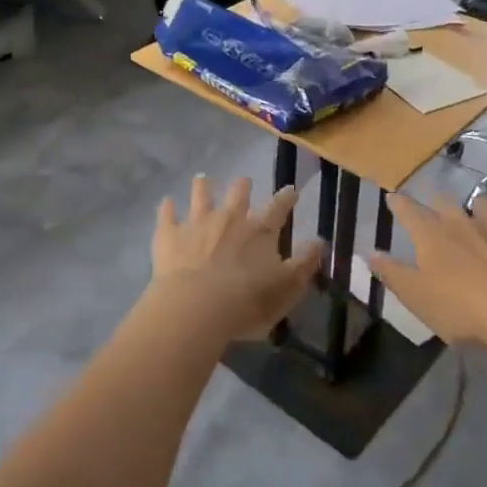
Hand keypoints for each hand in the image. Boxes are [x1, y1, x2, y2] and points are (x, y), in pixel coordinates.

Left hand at [145, 176, 320, 340]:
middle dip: (242, 186)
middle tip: (243, 181)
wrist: (197, 307)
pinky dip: (167, 207)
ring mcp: (197, 223)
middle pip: (238, 194)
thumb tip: (319, 242)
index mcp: (260, 231)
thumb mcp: (287, 288)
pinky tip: (166, 201)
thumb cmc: (247, 301)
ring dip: (203, 187)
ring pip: (201, 196)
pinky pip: (167, 214)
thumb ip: (304, 264)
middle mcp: (230, 218)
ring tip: (203, 179)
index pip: (278, 208)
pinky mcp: (169, 234)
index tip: (291, 190)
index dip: (286, 198)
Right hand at [368, 194, 486, 346]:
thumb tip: (371, 254)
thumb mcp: (415, 295)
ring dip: (481, 205)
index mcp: (432, 237)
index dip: (400, 204)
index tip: (392, 196)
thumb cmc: (458, 306)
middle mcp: (464, 227)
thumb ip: (392, 273)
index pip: (410, 213)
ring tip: (479, 202)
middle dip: (439, 201)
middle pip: (448, 205)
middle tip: (435, 200)